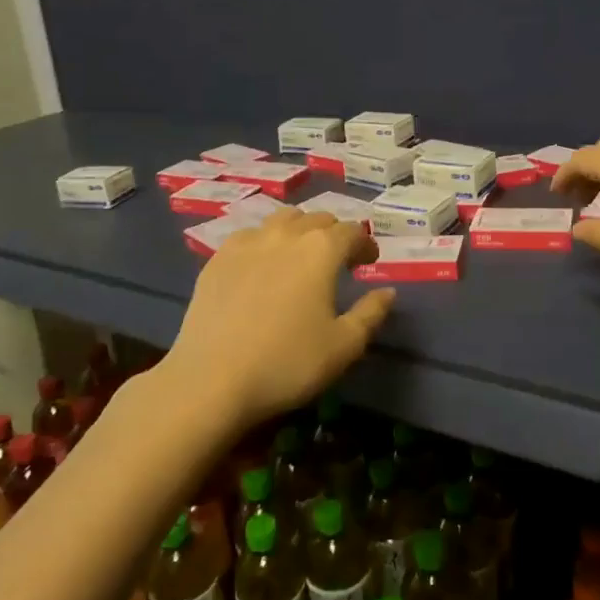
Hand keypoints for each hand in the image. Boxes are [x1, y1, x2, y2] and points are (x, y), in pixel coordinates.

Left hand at [160, 209, 395, 430]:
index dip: (365, 244)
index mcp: (321, 249)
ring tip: (301, 257)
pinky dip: (265, 242)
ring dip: (300, 231)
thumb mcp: (344, 346)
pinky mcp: (217, 258)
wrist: (212, 380)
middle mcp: (286, 234)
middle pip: (318, 219)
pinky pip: (250, 236)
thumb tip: (387, 291)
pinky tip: (262, 267)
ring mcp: (247, 242)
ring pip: (282, 220)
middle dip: (334, 235)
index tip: (369, 262)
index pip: (353, 231)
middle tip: (339, 262)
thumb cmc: (288, 363)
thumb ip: (371, 313)